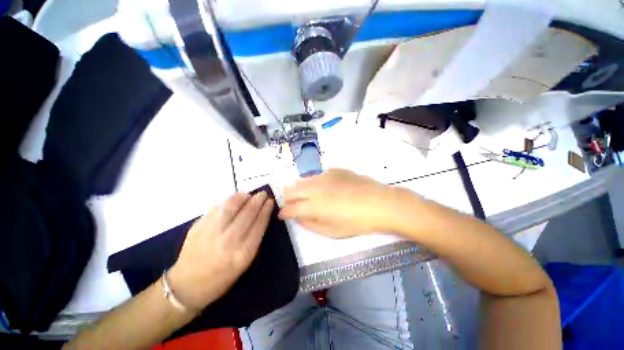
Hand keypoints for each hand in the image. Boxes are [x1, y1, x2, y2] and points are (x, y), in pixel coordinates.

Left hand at [168, 192, 273, 311]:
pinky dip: (228, 200)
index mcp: (243, 253)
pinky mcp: (198, 227)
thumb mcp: (244, 263)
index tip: (270, 201)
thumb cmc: (221, 277)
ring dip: (243, 197)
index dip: (266, 209)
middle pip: (248, 213)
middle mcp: (229, 241)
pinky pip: (217, 208)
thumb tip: (259, 215)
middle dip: (258, 200)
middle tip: (263, 194)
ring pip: (232, 206)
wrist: (187, 285)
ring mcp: (212, 232)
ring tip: (249, 194)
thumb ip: (253, 239)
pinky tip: (234, 198)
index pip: (259, 223)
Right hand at [279, 169, 398, 237]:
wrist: (380, 203)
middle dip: (288, 199)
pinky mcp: (334, 170)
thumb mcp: (332, 231)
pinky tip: (328, 188)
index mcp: (313, 205)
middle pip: (290, 189)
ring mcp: (324, 176)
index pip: (289, 208)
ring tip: (311, 197)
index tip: (284, 215)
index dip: (284, 212)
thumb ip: (310, 224)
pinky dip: (316, 182)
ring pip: (302, 180)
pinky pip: (318, 175)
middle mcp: (314, 187)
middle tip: (295, 205)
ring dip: (301, 189)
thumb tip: (297, 217)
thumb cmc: (357, 222)